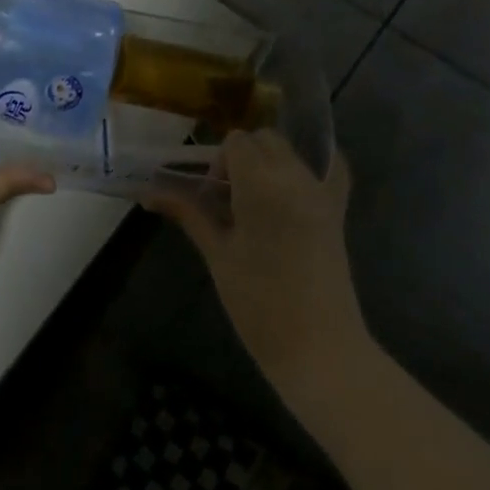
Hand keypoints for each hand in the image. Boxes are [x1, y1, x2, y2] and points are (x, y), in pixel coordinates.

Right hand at [146, 130, 367, 404]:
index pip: (236, 142)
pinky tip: (296, 186)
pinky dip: (315, 166)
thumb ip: (189, 213)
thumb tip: (149, 193)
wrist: (319, 349)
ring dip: (269, 163)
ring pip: (290, 152)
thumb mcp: (218, 255)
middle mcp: (295, 176)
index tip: (212, 196)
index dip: (219, 162)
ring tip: (256, 204)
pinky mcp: (339, 209)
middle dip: (242, 157)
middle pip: (264, 139)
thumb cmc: (258, 306)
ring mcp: (322, 191)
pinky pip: (332, 169)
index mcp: (261, 185)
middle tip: (229, 199)